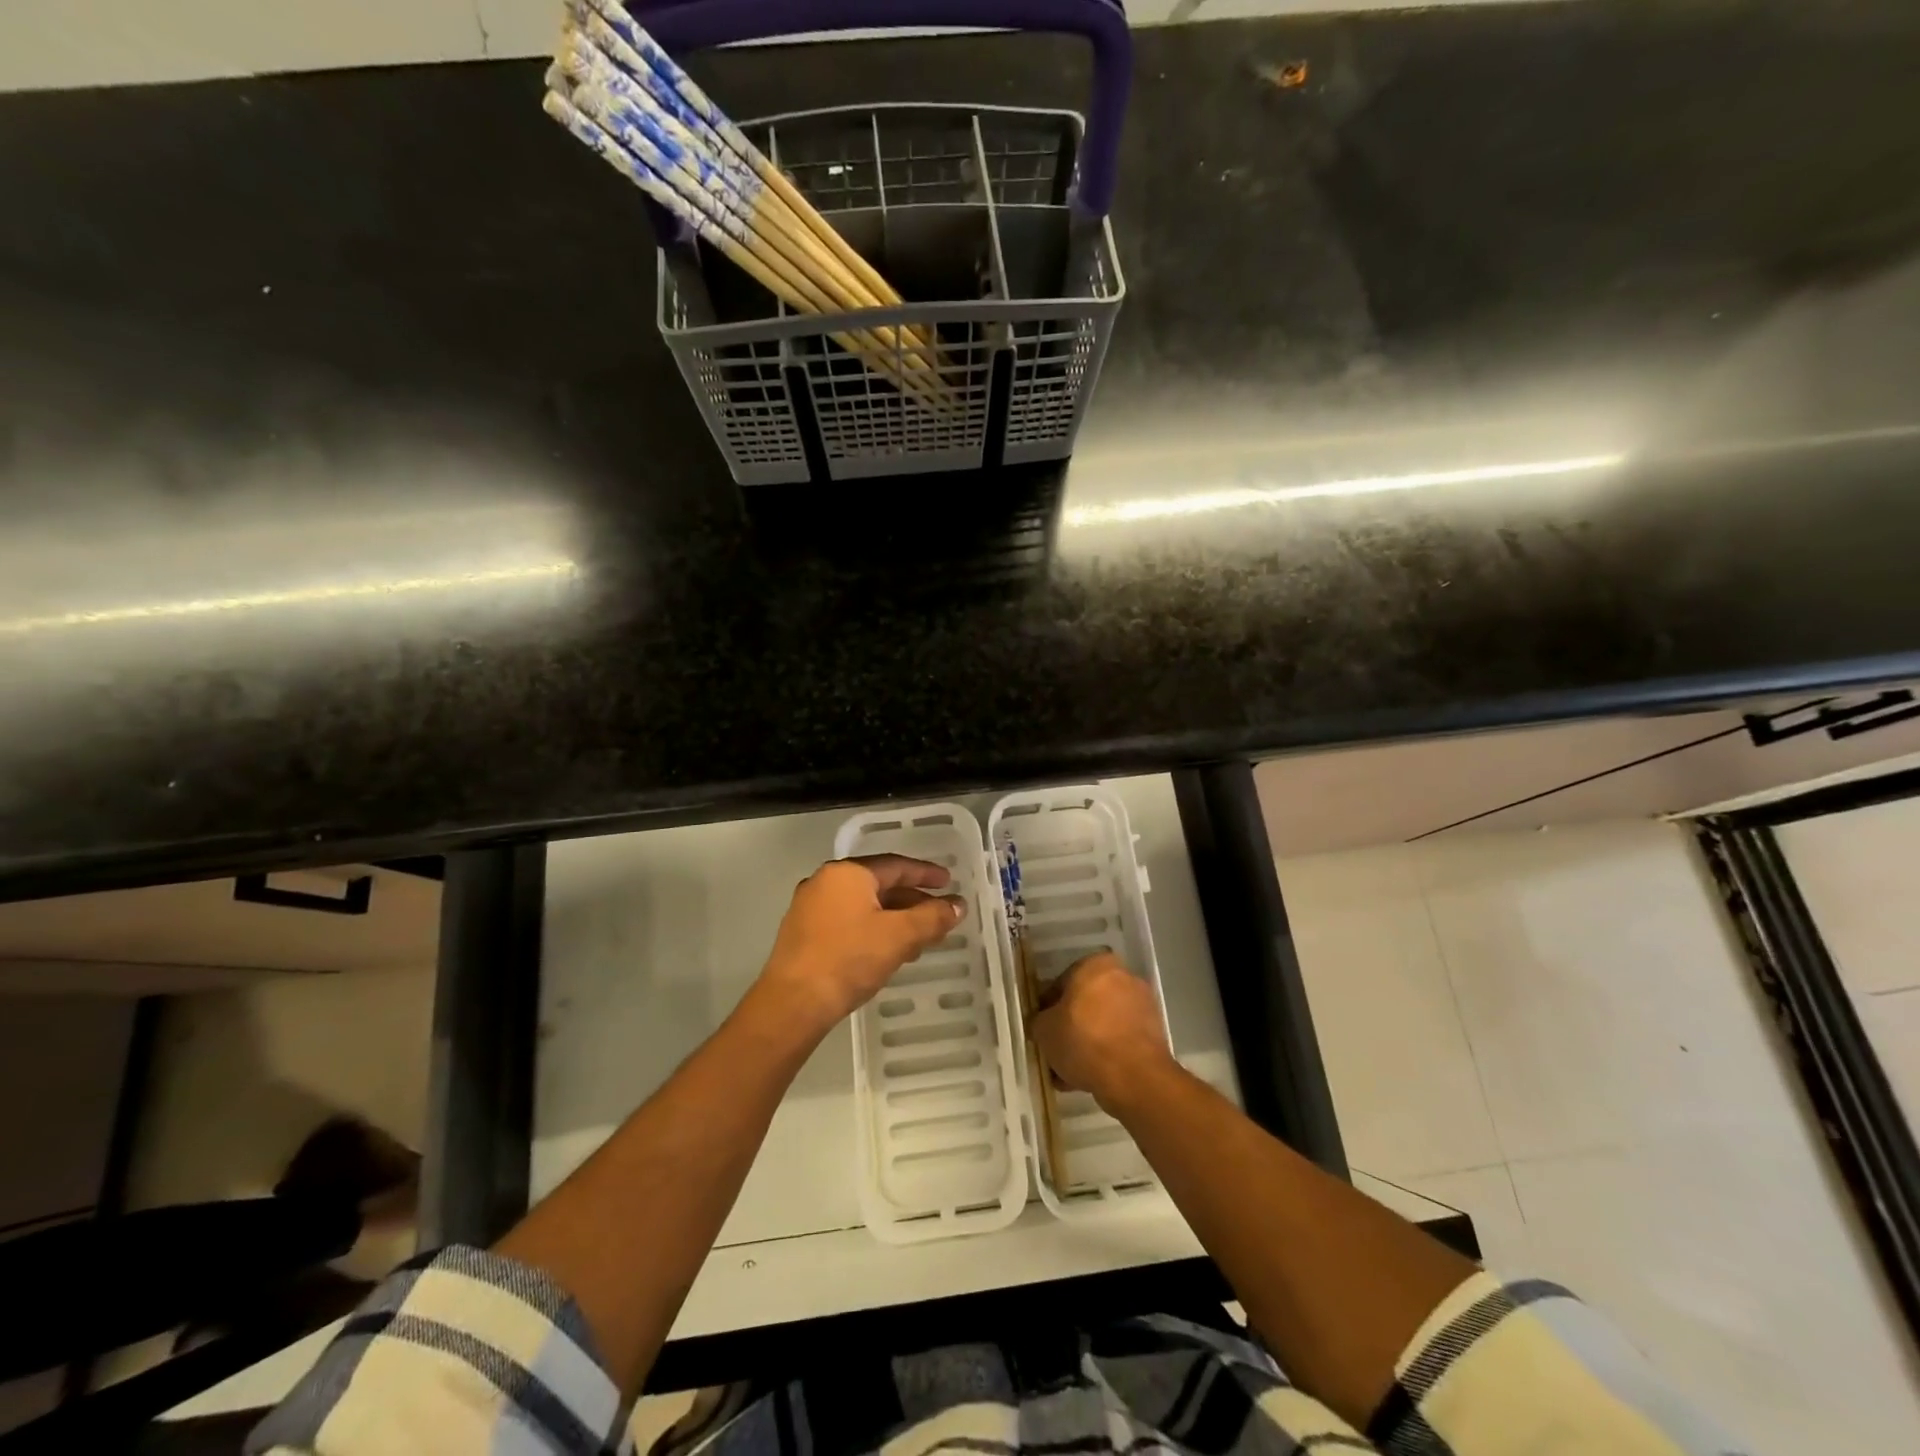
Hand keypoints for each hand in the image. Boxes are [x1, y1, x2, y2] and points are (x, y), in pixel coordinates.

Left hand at [756, 855, 965, 1033]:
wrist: (793, 1003)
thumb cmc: (849, 959)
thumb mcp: (899, 936)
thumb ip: (932, 918)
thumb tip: (957, 906)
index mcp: (847, 873)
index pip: (895, 865)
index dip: (926, 874)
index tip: (949, 883)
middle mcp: (825, 882)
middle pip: (879, 884)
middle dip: (912, 900)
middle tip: (939, 914)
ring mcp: (810, 909)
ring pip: (863, 906)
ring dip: (894, 919)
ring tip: (920, 939)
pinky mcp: (803, 935)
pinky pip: (848, 922)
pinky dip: (873, 930)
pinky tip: (889, 952)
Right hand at [1031, 952, 1173, 1111]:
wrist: (1134, 1077)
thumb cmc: (1084, 1040)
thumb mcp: (1045, 1030)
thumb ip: (1040, 1020)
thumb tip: (1045, 1023)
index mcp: (1096, 964)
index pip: (1062, 983)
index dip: (1048, 1008)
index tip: (1042, 1029)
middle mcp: (1123, 977)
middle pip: (1086, 1003)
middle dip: (1070, 1026)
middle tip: (1055, 1050)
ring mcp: (1142, 1005)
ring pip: (1103, 1024)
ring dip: (1086, 1043)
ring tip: (1069, 1072)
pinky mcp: (1154, 1033)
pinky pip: (1119, 1041)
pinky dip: (1105, 1054)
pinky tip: (1088, 1078)